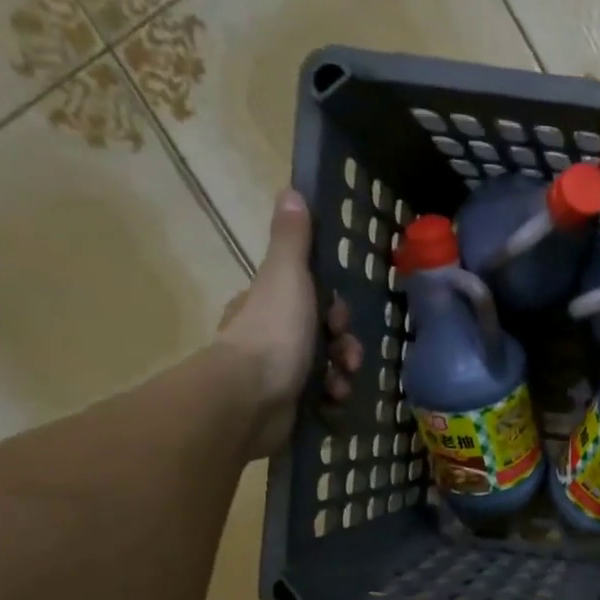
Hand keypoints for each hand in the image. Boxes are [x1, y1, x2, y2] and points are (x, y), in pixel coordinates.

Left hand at [216, 189, 363, 459]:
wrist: (251, 399)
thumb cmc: (273, 333)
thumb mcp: (286, 277)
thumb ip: (292, 241)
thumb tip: (291, 192)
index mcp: (268, 305)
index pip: (311, 301)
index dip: (334, 310)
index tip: (339, 319)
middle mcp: (271, 338)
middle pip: (324, 337)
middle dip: (345, 347)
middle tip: (348, 357)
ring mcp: (277, 376)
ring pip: (327, 370)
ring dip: (343, 376)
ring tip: (341, 386)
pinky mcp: (286, 408)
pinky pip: (321, 400)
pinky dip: (332, 401)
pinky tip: (333, 403)